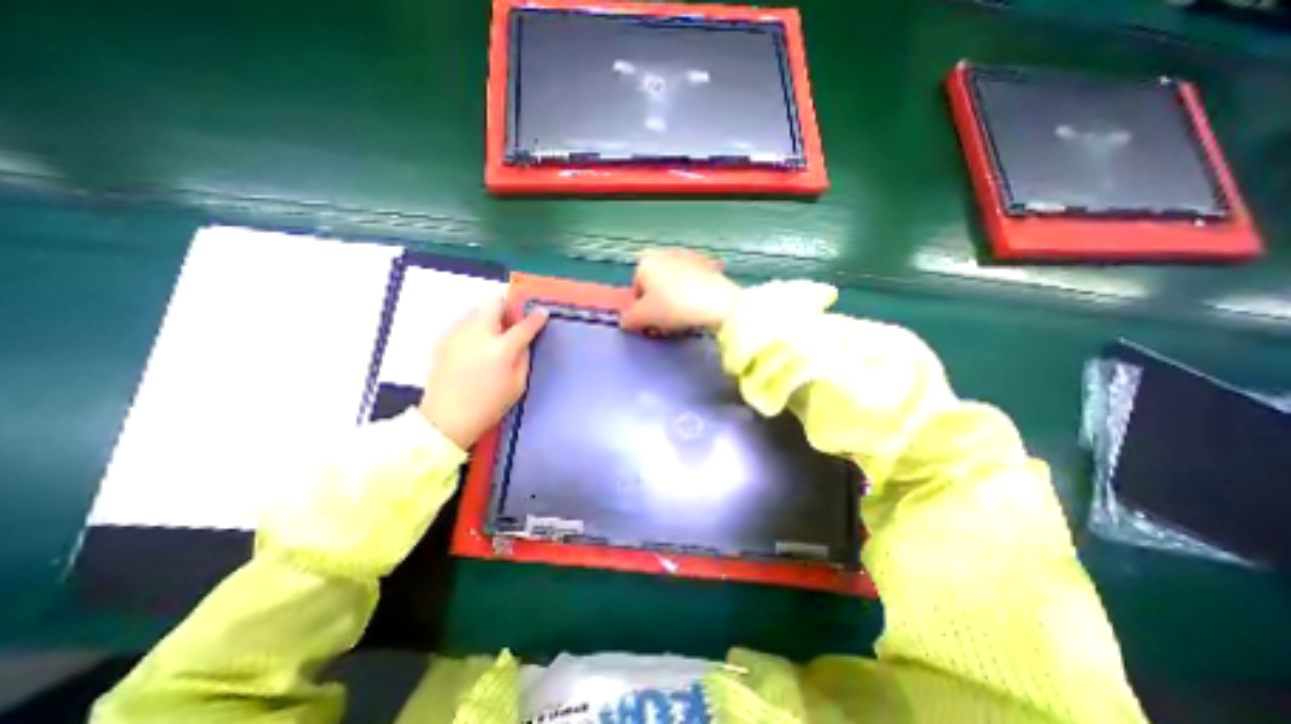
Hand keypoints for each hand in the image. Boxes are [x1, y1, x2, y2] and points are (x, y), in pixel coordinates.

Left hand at [422, 296, 547, 447]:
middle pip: (494, 304)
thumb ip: (523, 357)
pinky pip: (463, 323)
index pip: (524, 325)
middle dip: (507, 308)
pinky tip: (475, 346)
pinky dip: (474, 327)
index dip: (536, 317)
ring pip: (476, 310)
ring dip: (489, 317)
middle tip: (512, 322)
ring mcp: (457, 334)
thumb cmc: (489, 405)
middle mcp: (478, 334)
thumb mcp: (518, 384)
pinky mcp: (443, 339)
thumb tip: (524, 340)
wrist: (446, 418)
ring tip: (492, 335)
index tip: (542, 313)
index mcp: (501, 349)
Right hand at [619, 248, 741, 334]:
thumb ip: (628, 320)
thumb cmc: (673, 307)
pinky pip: (692, 283)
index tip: (652, 323)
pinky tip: (698, 309)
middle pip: (655, 284)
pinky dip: (692, 294)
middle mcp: (665, 253)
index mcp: (646, 261)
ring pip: (674, 283)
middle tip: (666, 322)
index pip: (636, 289)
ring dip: (675, 298)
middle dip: (658, 302)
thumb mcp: (642, 318)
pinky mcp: (709, 265)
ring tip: (683, 317)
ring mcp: (689, 257)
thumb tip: (626, 322)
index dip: (642, 309)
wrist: (718, 303)